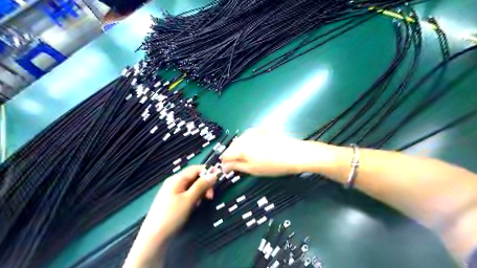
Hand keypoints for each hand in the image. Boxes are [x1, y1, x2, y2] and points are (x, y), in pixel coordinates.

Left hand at [147, 165, 218, 238]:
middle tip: (210, 197)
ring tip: (199, 204)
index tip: (218, 179)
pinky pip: (187, 193)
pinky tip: (193, 206)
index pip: (195, 168)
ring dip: (199, 192)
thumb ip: (201, 185)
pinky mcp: (172, 199)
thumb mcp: (189, 199)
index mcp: (177, 179)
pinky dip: (193, 197)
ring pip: (191, 186)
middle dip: (204, 184)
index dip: (208, 171)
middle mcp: (174, 182)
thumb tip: (214, 174)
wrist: (154, 237)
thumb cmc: (172, 215)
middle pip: (194, 177)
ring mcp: (172, 191)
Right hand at [221, 129, 320, 176]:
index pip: (225, 155)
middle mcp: (244, 136)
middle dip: (232, 156)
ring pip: (240, 141)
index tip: (228, 171)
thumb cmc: (273, 165)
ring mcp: (253, 131)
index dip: (225, 164)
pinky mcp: (261, 130)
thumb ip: (236, 166)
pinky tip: (256, 150)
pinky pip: (249, 137)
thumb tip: (224, 167)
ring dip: (240, 149)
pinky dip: (248, 143)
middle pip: (232, 147)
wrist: (294, 153)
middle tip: (238, 166)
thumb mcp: (252, 169)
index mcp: (240, 147)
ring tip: (248, 158)